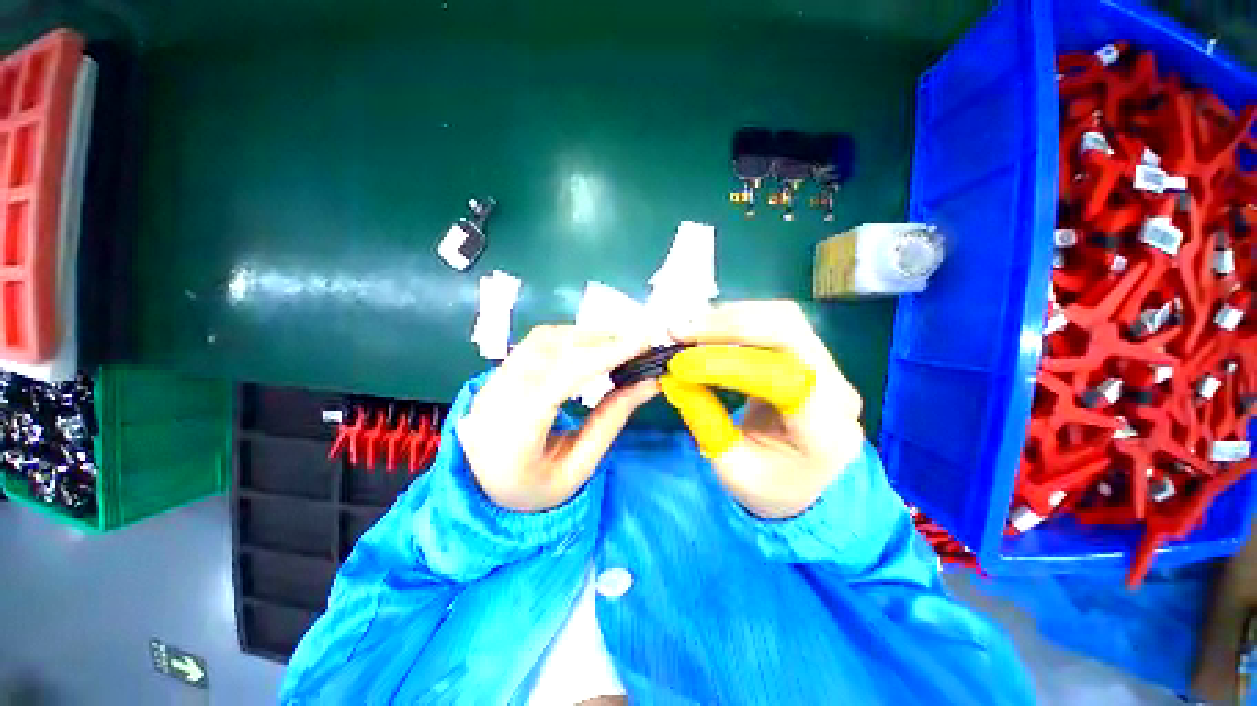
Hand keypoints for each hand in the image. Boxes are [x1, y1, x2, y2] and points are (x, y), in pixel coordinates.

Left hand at [456, 326, 657, 511]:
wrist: (483, 492)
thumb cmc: (535, 489)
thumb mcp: (579, 467)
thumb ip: (612, 420)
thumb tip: (648, 383)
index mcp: (515, 433)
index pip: (564, 376)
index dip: (605, 355)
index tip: (643, 343)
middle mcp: (497, 397)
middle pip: (553, 349)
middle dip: (601, 341)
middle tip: (638, 343)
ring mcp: (492, 381)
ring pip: (543, 339)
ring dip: (585, 335)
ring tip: (618, 344)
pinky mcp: (497, 373)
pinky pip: (535, 343)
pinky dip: (568, 338)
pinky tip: (589, 347)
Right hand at [661, 301, 864, 518]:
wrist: (802, 488)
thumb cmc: (768, 487)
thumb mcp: (730, 467)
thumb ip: (704, 419)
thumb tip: (673, 376)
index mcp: (824, 430)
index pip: (780, 376)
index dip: (727, 362)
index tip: (681, 364)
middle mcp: (836, 389)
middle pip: (788, 330)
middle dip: (729, 325)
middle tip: (682, 332)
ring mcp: (828, 369)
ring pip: (782, 318)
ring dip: (731, 318)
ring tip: (691, 330)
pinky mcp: (811, 357)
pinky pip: (776, 325)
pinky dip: (738, 322)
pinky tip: (710, 331)